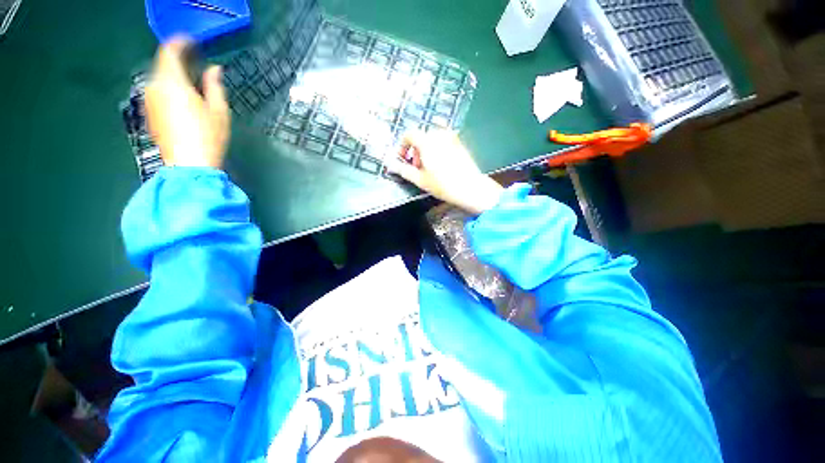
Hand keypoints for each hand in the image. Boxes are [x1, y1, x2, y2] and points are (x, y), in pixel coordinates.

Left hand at [144, 38, 229, 168]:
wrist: (189, 164)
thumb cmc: (208, 137)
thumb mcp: (219, 111)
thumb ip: (214, 86)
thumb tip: (214, 69)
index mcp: (173, 83)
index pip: (169, 51)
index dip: (180, 43)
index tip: (193, 42)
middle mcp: (155, 86)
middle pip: (162, 63)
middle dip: (177, 59)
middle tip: (195, 62)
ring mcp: (149, 100)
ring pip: (159, 77)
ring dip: (173, 73)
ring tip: (190, 79)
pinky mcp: (149, 112)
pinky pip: (157, 90)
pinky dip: (168, 86)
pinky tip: (182, 96)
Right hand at [388, 130, 503, 214]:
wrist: (470, 187)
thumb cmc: (443, 185)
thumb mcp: (420, 180)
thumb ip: (404, 170)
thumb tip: (392, 165)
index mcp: (427, 141)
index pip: (409, 134)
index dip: (402, 146)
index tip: (402, 159)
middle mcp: (439, 134)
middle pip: (420, 137)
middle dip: (414, 150)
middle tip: (416, 167)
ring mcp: (452, 137)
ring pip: (432, 139)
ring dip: (425, 149)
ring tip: (428, 167)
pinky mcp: (460, 143)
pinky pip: (443, 141)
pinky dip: (437, 148)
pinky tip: (440, 164)